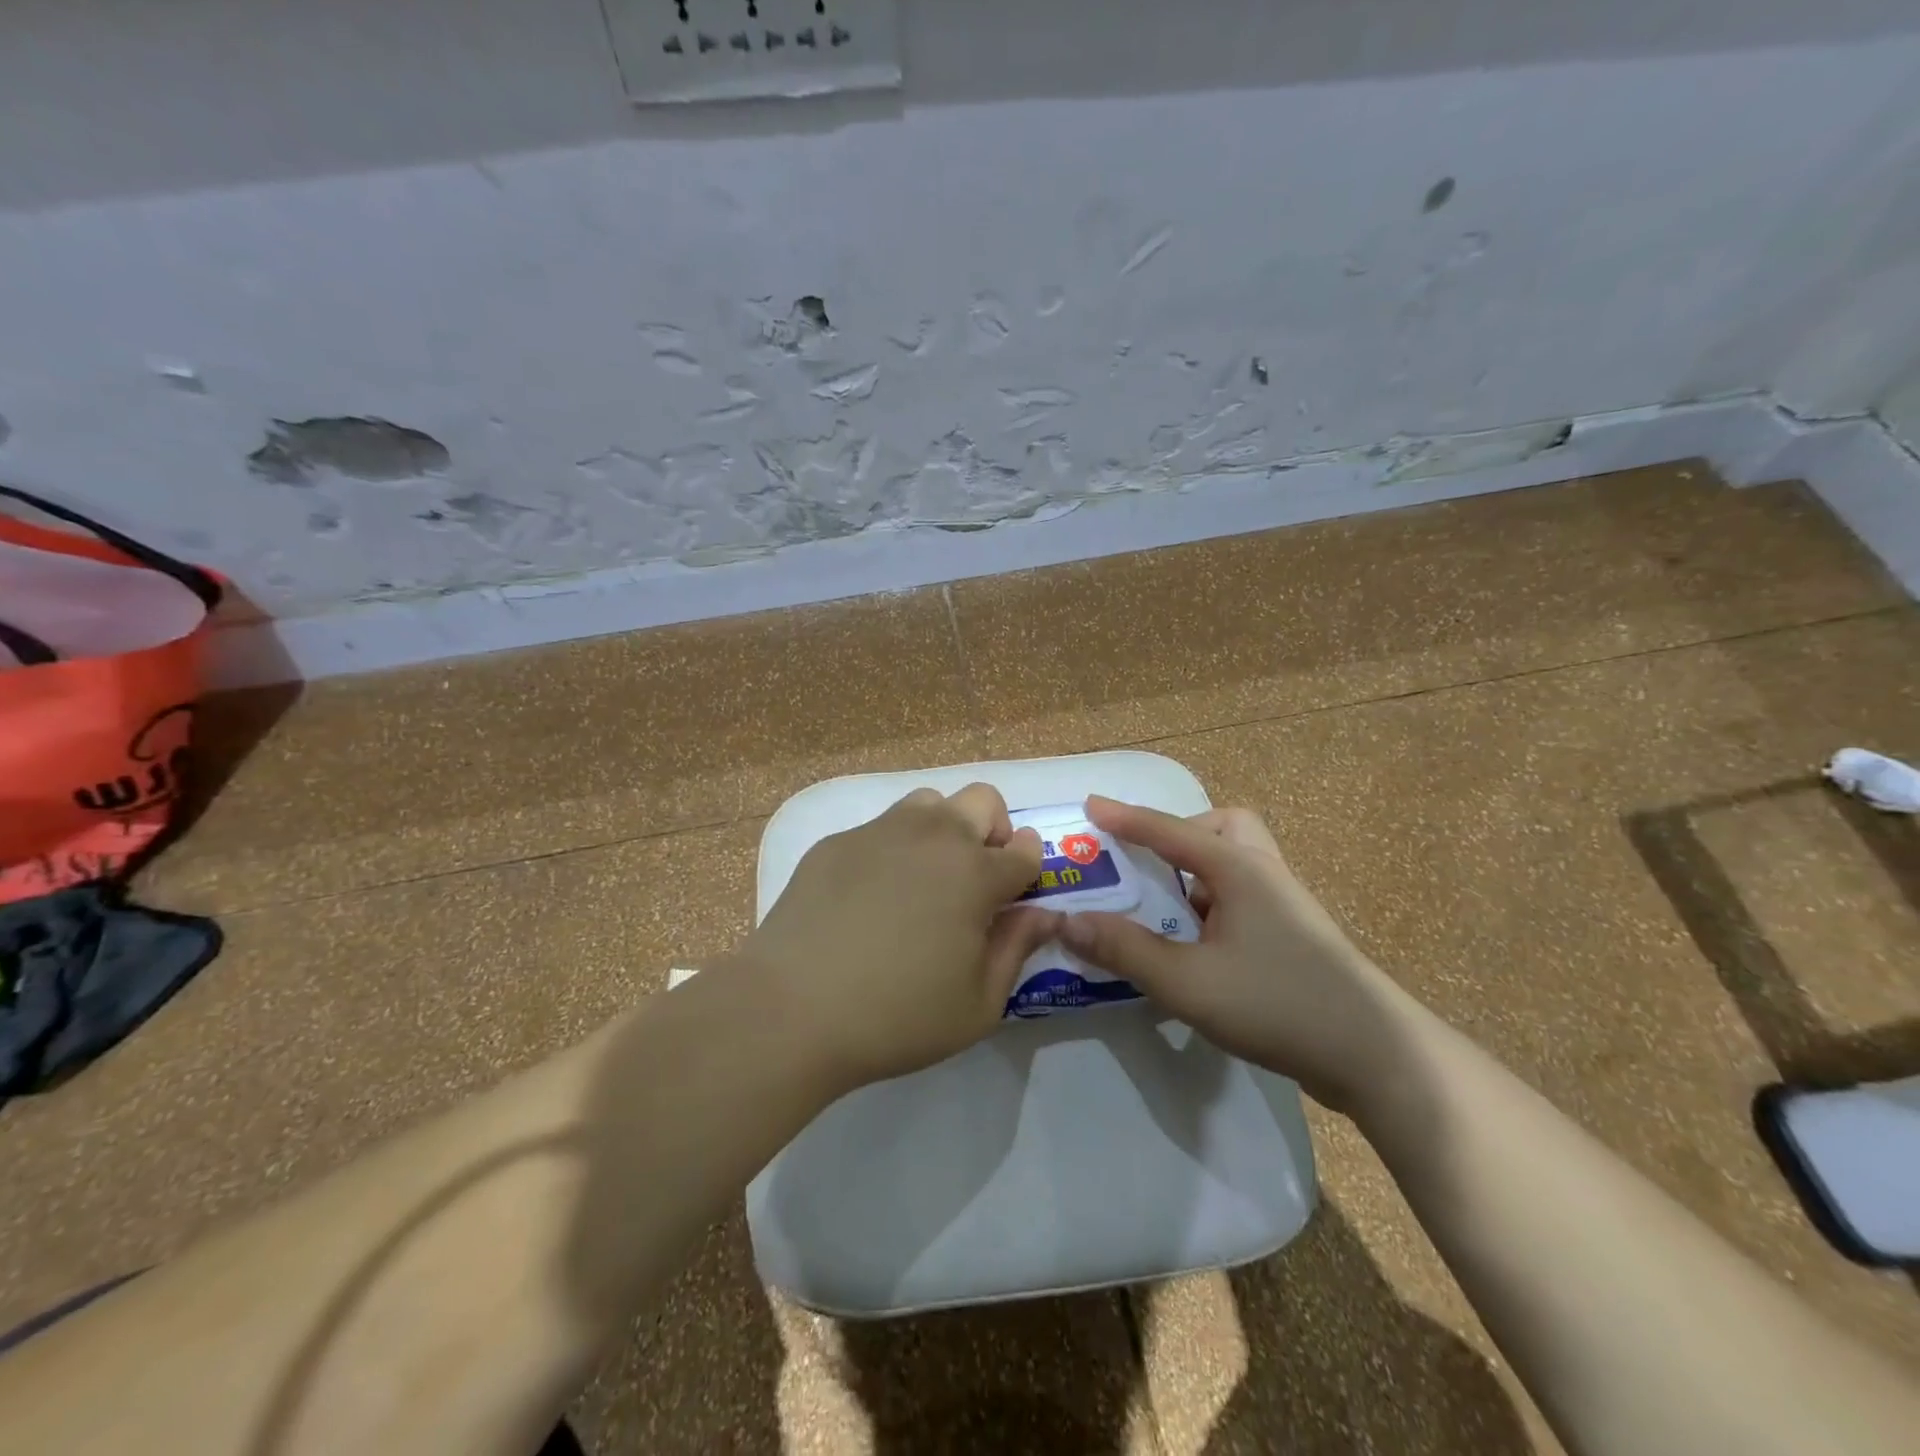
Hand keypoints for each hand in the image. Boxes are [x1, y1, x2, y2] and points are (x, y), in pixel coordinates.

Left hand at [743, 783, 1058, 1087]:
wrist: (792, 1008)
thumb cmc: (897, 1016)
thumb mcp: (978, 1004)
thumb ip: (1018, 949)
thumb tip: (1043, 914)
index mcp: (976, 873)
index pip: (1026, 849)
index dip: (1029, 867)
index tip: (1017, 891)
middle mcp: (933, 836)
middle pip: (983, 800)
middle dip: (993, 831)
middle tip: (974, 879)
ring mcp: (880, 832)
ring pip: (929, 803)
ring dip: (942, 829)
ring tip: (923, 879)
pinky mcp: (837, 841)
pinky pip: (879, 828)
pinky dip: (891, 849)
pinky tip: (867, 897)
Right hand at [1058, 796, 1422, 1114]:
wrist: (1376, 1056)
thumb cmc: (1277, 1002)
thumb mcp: (1187, 981)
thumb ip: (1125, 950)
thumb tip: (1068, 921)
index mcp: (1237, 868)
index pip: (1169, 830)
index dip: (1124, 818)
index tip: (1089, 806)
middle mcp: (1263, 874)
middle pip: (1221, 829)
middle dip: (1180, 836)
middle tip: (1149, 864)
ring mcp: (1284, 907)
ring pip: (1234, 866)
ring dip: (1194, 875)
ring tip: (1162, 909)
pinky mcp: (1293, 939)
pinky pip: (1241, 900)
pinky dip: (1210, 906)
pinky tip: (1193, 947)